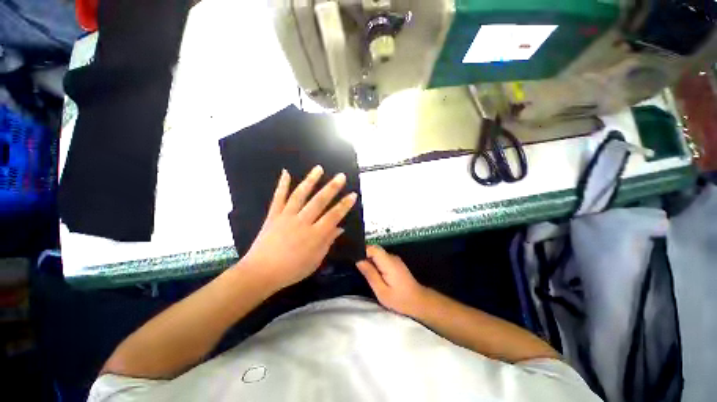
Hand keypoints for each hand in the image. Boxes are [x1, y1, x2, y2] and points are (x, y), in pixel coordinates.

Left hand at [238, 165, 356, 291]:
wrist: (260, 273)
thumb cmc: (292, 270)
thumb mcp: (315, 260)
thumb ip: (328, 242)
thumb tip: (339, 228)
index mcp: (314, 235)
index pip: (334, 216)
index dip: (345, 205)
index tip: (353, 194)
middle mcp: (302, 222)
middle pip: (319, 201)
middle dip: (332, 187)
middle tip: (341, 176)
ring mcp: (286, 216)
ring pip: (300, 195)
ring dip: (310, 180)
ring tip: (319, 168)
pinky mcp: (273, 215)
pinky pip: (278, 198)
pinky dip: (282, 184)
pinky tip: (285, 172)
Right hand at [356, 245, 427, 316]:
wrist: (419, 302)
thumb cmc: (400, 299)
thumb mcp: (382, 291)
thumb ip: (370, 274)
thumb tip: (358, 260)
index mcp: (388, 263)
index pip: (373, 248)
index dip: (362, 250)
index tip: (352, 257)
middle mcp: (391, 257)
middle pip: (374, 249)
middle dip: (363, 254)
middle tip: (353, 264)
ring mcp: (394, 259)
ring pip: (377, 253)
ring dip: (368, 258)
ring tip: (359, 268)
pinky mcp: (395, 262)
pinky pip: (381, 257)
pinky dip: (374, 262)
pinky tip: (370, 271)